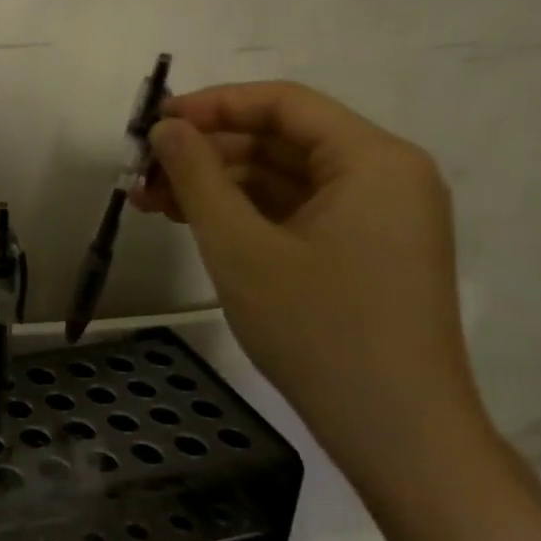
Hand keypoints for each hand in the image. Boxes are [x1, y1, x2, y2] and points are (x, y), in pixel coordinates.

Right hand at [128, 80, 488, 491]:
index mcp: (373, 160)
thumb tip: (165, 127)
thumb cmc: (319, 330)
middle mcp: (384, 177)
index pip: (282, 103)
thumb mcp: (240, 246)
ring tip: (151, 202)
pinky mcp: (364, 252)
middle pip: (280, 139)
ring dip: (216, 184)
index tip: (154, 124)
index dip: (212, 105)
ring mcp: (377, 218)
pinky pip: (294, 211)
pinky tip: (191, 224)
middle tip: (142, 172)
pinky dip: (242, 212)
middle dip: (206, 151)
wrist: (398, 436)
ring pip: (281, 177)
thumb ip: (197, 175)